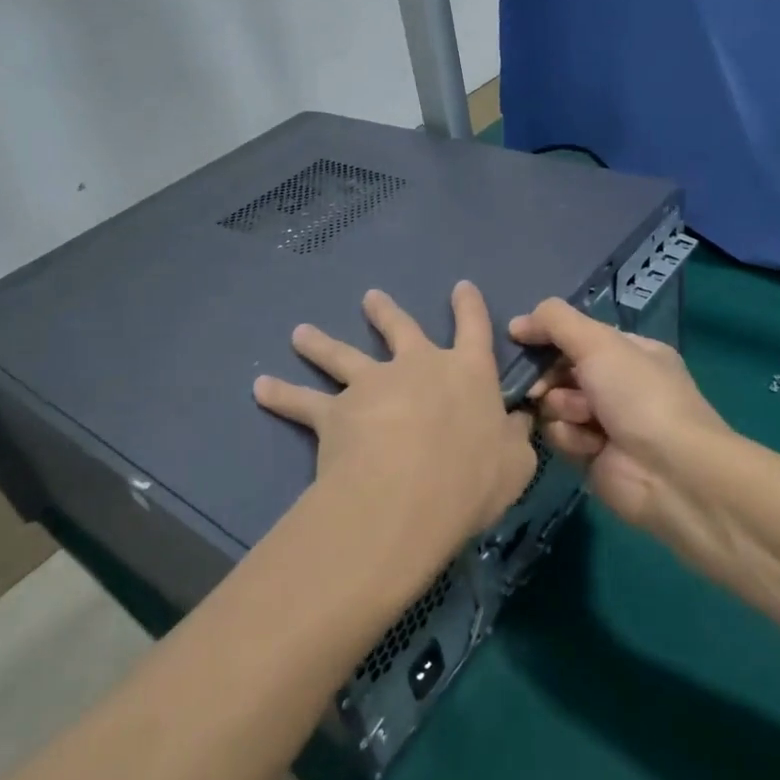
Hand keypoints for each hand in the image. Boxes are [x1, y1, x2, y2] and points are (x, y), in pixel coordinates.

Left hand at [254, 283, 535, 596]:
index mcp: (466, 373)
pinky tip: (260, 387)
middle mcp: (416, 366)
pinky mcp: (335, 412)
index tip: (461, 286)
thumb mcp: (515, 462)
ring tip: (300, 332)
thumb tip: (519, 421)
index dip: (469, 306)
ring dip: (320, 342)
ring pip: (341, 356)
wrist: (408, 493)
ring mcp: (371, 385)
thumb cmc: (472, 477)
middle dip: (385, 312)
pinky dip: (280, 394)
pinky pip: (302, 402)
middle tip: (370, 298)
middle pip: (398, 329)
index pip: (474, 329)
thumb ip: (515, 437)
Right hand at [509, 299, 725, 526]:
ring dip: (563, 409)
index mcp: (629, 351)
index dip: (548, 337)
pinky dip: (571, 438)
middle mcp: (617, 383)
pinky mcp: (591, 454)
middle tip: (542, 387)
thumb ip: (555, 322)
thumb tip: (516, 324)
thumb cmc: (638, 395)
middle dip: (550, 377)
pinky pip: (560, 436)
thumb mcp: (599, 343)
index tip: (520, 340)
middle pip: (559, 370)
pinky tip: (590, 446)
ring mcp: (604, 420)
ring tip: (584, 420)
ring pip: (554, 404)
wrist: (669, 471)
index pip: (576, 336)